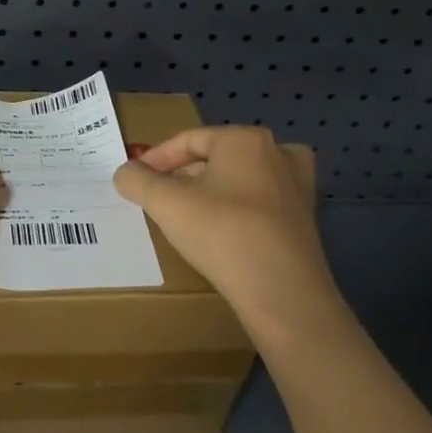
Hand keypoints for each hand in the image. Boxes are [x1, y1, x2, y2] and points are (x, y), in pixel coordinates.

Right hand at [112, 126, 336, 335]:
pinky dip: (240, 210)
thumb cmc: (222, 233)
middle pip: (217, 157)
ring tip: (191, 213)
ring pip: (242, 179)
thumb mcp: (166, 203)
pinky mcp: (306, 219)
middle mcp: (277, 153)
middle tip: (160, 197)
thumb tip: (125, 172)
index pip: (189, 140)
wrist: (283, 292)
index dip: (156, 158)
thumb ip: (137, 180)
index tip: (136, 179)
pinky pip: (262, 203)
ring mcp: (298, 186)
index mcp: (245, 139)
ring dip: (214, 191)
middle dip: (185, 174)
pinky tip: (225, 232)